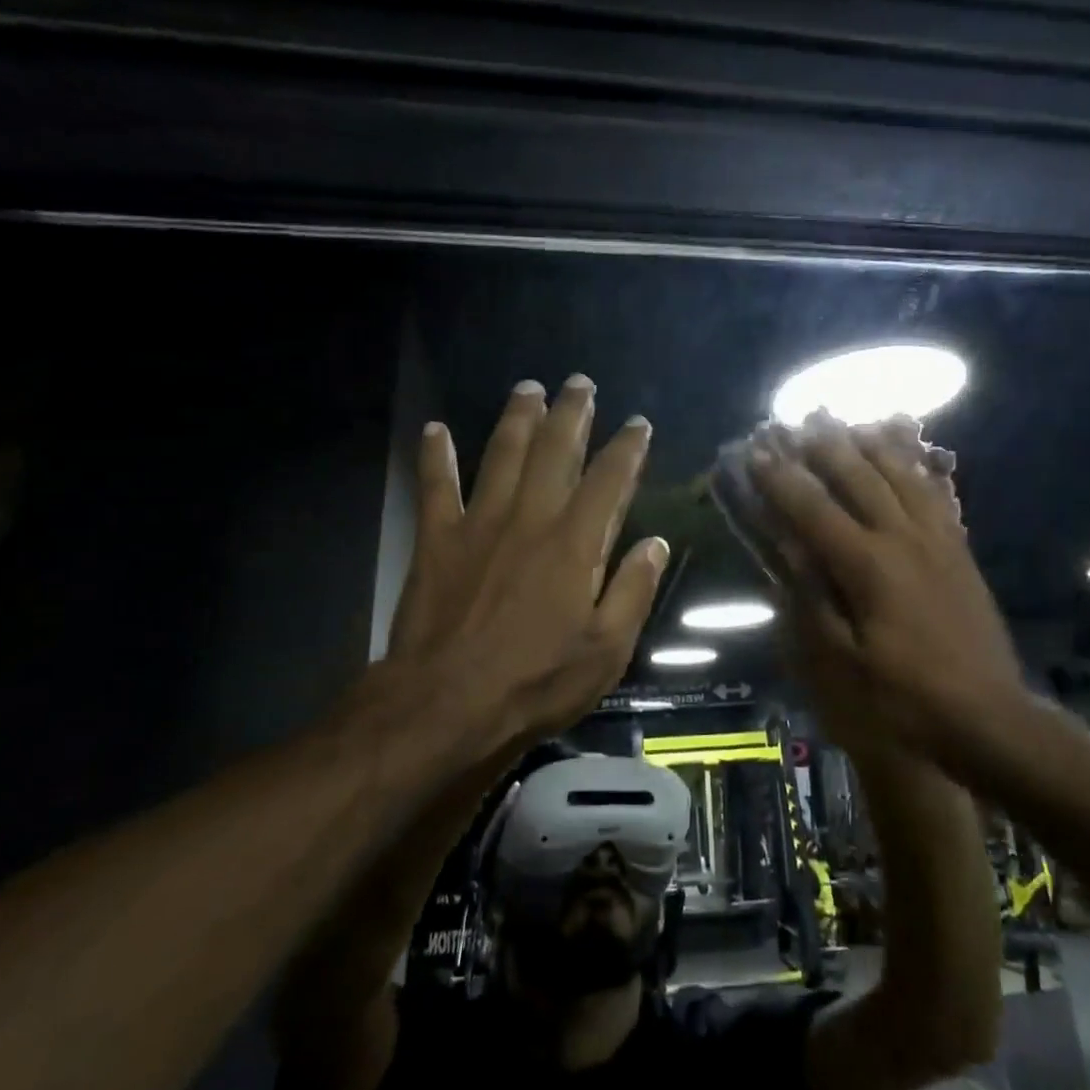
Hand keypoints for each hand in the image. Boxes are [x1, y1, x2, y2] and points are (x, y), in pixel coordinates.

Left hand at [370, 374, 667, 750]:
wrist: (444, 706)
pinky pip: (435, 486)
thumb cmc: (535, 682)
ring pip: (502, 454)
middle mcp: (530, 518)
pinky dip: (434, 457)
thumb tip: (655, 544)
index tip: (638, 423)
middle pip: (555, 450)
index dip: (627, 447)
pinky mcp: (437, 539)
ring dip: (517, 418)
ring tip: (528, 388)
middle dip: (572, 413)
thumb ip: (633, 591)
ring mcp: (479, 524)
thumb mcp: (605, 650)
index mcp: (575, 543)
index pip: (609, 480)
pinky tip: (434, 429)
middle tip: (580, 382)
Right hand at [769, 417, 958, 750]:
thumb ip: (811, 603)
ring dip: (871, 447)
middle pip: (859, 478)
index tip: (755, 453)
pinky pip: (935, 495)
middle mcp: (903, 539)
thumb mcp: (842, 666)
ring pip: (901, 476)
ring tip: (849, 425)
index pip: (814, 510)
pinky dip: (914, 469)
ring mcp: (938, 541)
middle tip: (799, 424)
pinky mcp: (960, 552)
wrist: (989, 720)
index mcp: (868, 566)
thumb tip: (786, 551)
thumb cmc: (904, 701)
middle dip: (824, 448)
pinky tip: (906, 459)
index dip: (781, 480)